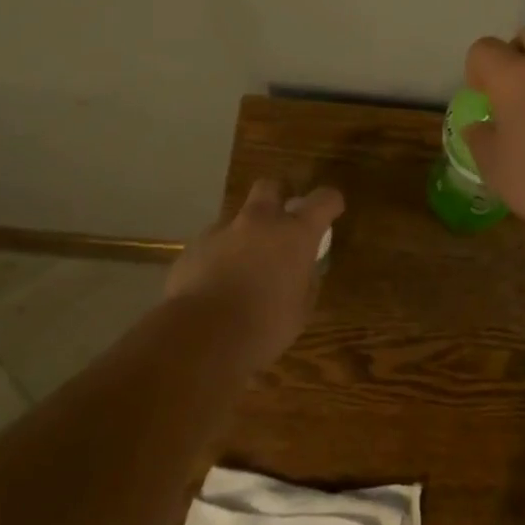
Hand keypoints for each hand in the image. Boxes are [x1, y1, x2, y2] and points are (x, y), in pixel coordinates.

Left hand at [163, 180, 343, 367]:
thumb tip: (302, 271)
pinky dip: (219, 256)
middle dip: (277, 197)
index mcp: (295, 234)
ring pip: (236, 219)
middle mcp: (259, 222)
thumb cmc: (264, 325)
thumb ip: (305, 281)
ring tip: (243, 266)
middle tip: (280, 223)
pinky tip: (216, 284)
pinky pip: (212, 244)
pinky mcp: (192, 248)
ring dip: (245, 234)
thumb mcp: (301, 309)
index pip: (323, 200)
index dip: (330, 203)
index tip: (332, 211)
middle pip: (269, 187)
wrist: (200, 337)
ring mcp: (221, 232)